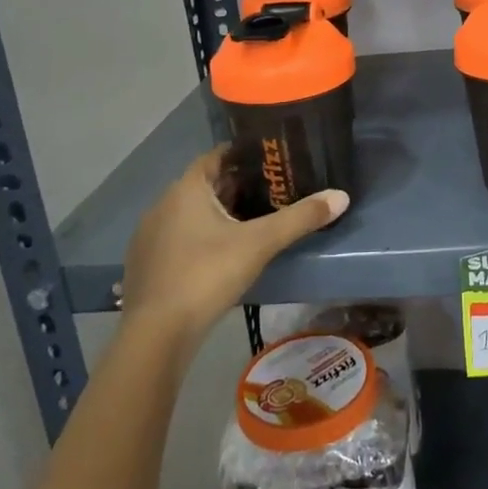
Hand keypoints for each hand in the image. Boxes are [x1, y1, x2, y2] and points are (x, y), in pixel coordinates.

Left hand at [119, 151, 348, 345]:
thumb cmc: (207, 274)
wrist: (157, 334)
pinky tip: (219, 256)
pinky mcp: (144, 264)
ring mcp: (149, 235)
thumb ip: (300, 218)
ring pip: (189, 212)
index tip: (270, 160)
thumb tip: (342, 196)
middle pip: (204, 184)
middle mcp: (162, 204)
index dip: (243, 154)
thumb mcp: (260, 243)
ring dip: (216, 213)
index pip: (216, 156)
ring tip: (250, 223)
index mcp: (187, 189)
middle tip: (270, 192)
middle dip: (235, 186)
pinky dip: (199, 237)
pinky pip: (177, 238)